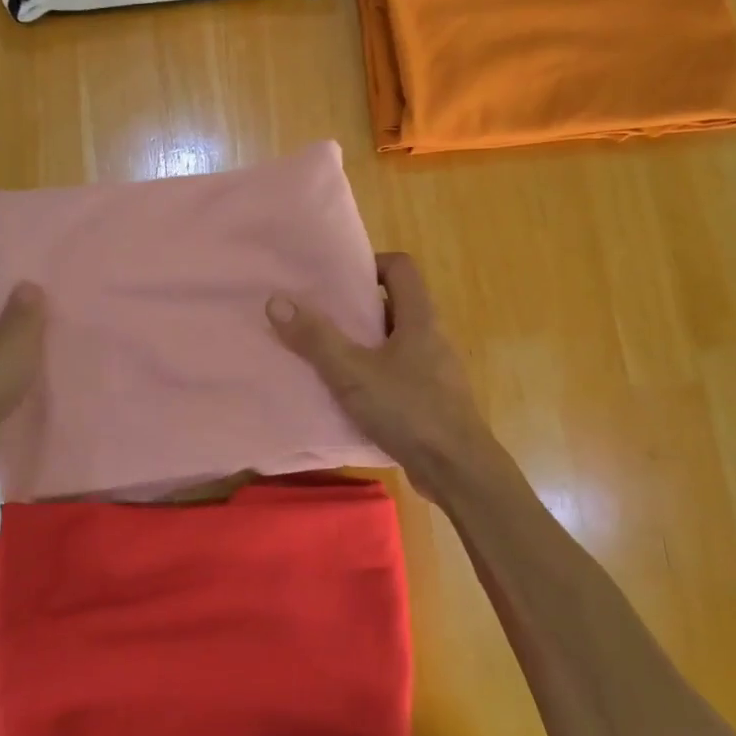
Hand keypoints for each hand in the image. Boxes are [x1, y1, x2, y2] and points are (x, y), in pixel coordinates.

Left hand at [0, 283, 45, 486]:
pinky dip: (1, 423)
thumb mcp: (14, 341)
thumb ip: (26, 314)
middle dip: (20, 355)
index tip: (52, 326)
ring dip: (11, 392)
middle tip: (58, 361)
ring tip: (49, 397)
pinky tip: (24, 429)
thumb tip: (27, 284)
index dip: (23, 315)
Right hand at [267, 253, 501, 503]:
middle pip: (394, 305)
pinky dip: (372, 376)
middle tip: (319, 316)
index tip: (336, 280)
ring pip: (394, 343)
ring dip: (362, 345)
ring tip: (324, 354)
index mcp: (420, 319)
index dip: (370, 264)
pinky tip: (346, 395)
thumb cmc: (409, 411)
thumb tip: (276, 300)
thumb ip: (315, 338)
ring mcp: (434, 371)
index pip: (400, 268)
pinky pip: (397, 375)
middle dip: (356, 308)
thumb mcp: (353, 373)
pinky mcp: (431, 401)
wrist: (458, 471)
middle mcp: (431, 338)